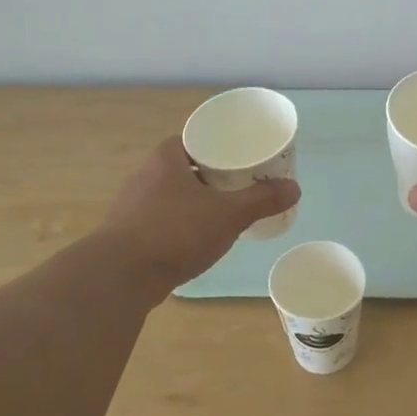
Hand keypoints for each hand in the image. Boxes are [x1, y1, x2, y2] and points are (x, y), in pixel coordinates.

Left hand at [98, 139, 299, 290]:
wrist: (121, 276)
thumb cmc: (176, 232)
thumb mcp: (228, 214)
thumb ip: (261, 200)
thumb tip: (295, 187)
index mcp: (166, 158)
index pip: (197, 139)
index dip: (221, 145)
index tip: (242, 156)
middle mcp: (145, 174)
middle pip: (186, 165)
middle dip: (212, 174)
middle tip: (241, 182)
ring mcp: (133, 204)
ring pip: (173, 192)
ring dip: (196, 199)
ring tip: (225, 209)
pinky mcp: (128, 231)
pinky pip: (163, 217)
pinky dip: (182, 221)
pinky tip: (198, 236)